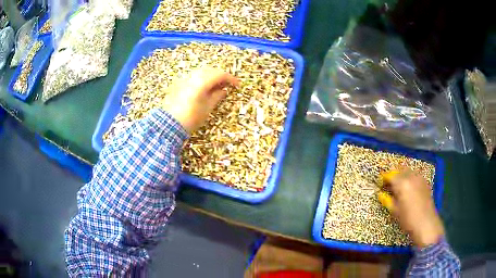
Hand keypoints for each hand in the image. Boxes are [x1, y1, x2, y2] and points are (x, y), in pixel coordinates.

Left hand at [162, 68, 238, 132]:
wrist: (169, 124)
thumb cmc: (191, 118)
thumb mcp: (207, 108)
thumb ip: (216, 96)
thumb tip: (224, 90)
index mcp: (202, 82)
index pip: (220, 74)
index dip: (230, 78)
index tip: (237, 85)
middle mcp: (193, 76)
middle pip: (211, 70)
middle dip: (221, 76)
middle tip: (227, 84)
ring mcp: (185, 79)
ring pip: (201, 72)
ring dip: (211, 76)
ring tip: (216, 85)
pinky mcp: (179, 83)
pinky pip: (194, 76)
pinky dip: (202, 79)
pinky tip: (204, 87)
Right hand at [378, 169, 444, 247]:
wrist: (426, 223)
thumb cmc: (408, 219)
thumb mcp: (395, 211)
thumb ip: (387, 200)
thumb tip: (380, 194)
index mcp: (402, 183)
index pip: (390, 175)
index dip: (383, 178)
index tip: (380, 184)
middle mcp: (411, 176)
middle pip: (399, 170)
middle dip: (393, 175)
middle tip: (388, 185)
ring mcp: (419, 178)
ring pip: (408, 171)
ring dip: (401, 175)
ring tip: (398, 186)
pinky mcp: (425, 182)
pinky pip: (415, 175)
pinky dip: (410, 178)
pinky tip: (408, 188)